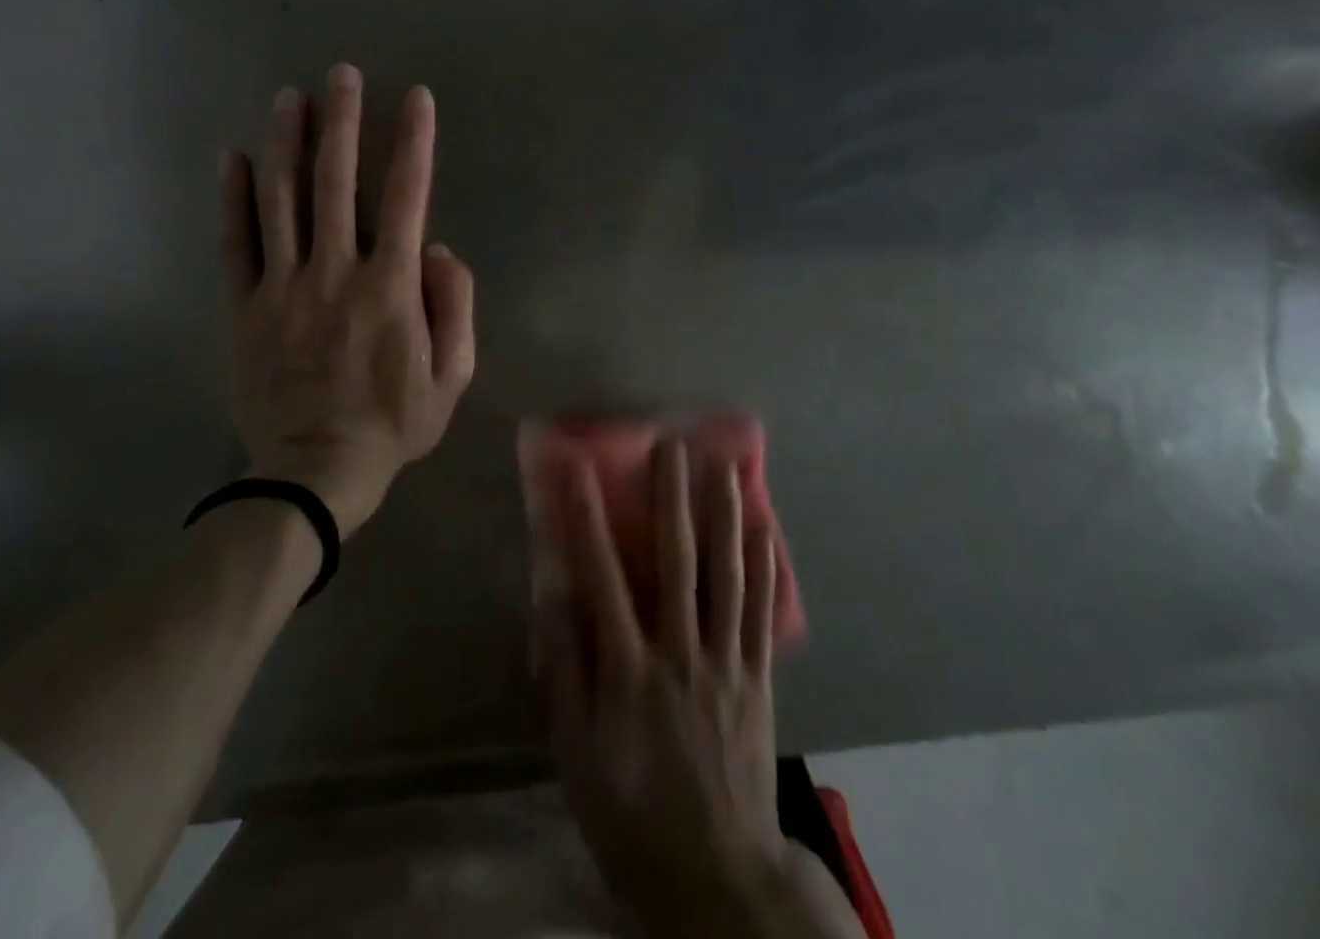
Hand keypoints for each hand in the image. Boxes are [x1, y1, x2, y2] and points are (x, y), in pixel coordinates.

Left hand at [221, 65, 475, 537]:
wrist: (314, 473)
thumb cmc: (393, 424)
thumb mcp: (452, 377)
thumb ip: (454, 307)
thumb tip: (437, 251)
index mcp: (389, 286)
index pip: (407, 196)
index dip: (413, 142)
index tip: (417, 99)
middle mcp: (335, 271)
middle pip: (336, 181)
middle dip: (342, 122)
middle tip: (342, 74)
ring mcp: (283, 287)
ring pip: (282, 199)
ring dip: (288, 142)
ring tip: (291, 96)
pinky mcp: (245, 307)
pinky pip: (235, 244)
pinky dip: (233, 198)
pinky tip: (235, 157)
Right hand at [536, 437, 790, 934]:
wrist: (718, 877)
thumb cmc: (632, 814)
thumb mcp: (576, 755)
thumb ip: (565, 672)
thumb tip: (554, 596)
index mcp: (629, 672)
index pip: (601, 576)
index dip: (586, 516)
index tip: (576, 465)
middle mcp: (681, 653)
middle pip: (677, 561)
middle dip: (672, 496)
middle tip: (672, 442)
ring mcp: (727, 663)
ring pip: (727, 575)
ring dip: (725, 514)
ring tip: (725, 464)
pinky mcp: (758, 678)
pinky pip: (761, 612)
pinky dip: (763, 566)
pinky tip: (766, 527)